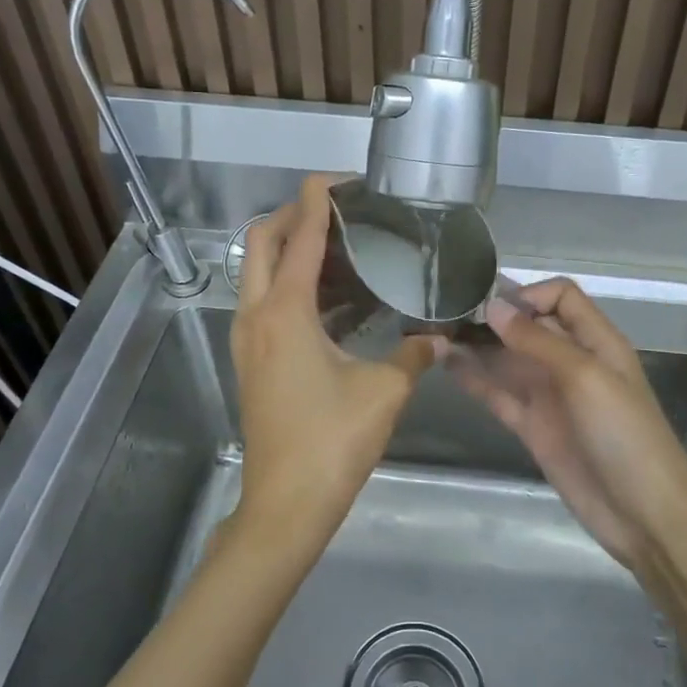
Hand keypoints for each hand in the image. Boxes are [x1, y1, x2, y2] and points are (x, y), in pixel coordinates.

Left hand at [229, 175, 435, 556]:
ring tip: (343, 249)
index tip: (346, 181)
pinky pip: (266, 301)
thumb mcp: (385, 391)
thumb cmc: (332, 442)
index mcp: (285, 310)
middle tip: (343, 214)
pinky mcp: (252, 359)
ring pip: (259, 271)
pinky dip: (292, 284)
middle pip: (262, 240)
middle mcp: (257, 314)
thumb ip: (415, 354)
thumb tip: (439, 337)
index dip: (319, 198)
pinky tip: (335, 299)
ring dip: (292, 250)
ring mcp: (248, 338)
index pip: (299, 233)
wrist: (285, 505)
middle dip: (296, 215)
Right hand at [442, 278, 686, 567]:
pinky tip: (446, 366)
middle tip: (446, 313)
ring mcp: (550, 396)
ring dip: (477, 347)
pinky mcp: (533, 427)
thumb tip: (493, 307)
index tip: (490, 306)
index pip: (560, 297)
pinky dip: (475, 380)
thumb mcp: (585, 377)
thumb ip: (538, 341)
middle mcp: (571, 361)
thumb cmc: (623, 435)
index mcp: (596, 341)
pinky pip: (499, 394)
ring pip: (508, 360)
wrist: (643, 514)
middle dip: (492, 318)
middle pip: (529, 326)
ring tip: (435, 335)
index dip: (528, 294)